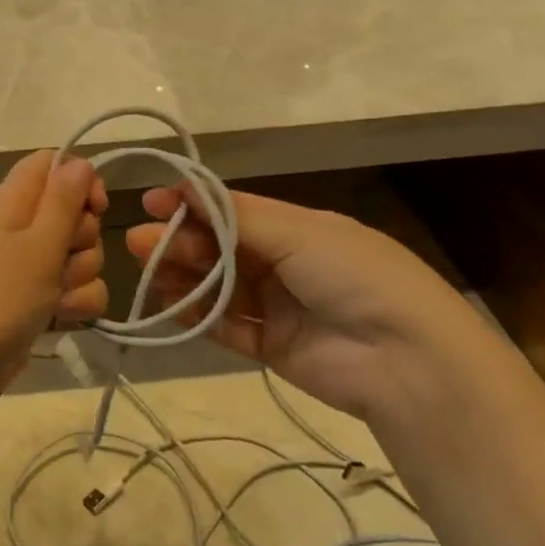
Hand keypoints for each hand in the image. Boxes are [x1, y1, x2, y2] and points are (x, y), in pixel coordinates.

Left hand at [0, 151, 108, 421]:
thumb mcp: (38, 243)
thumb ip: (63, 200)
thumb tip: (79, 162)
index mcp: (11, 201)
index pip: (52, 164)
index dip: (80, 179)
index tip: (96, 207)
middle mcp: (17, 227)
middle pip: (72, 212)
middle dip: (84, 238)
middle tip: (64, 259)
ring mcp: (23, 266)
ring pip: (77, 254)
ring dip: (81, 276)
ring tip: (58, 298)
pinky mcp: (31, 300)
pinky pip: (70, 289)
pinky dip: (74, 303)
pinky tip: (62, 319)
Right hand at [127, 187, 515, 424]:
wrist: (405, 360)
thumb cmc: (352, 276)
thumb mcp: (297, 233)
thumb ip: (235, 216)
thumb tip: (185, 186)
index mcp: (297, 228)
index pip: (233, 211)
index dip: (192, 206)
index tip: (151, 203)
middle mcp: (284, 263)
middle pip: (219, 248)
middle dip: (179, 242)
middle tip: (139, 243)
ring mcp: (277, 306)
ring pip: (217, 286)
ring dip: (183, 277)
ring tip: (150, 273)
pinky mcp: (271, 346)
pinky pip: (225, 326)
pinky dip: (197, 316)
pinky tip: (170, 304)